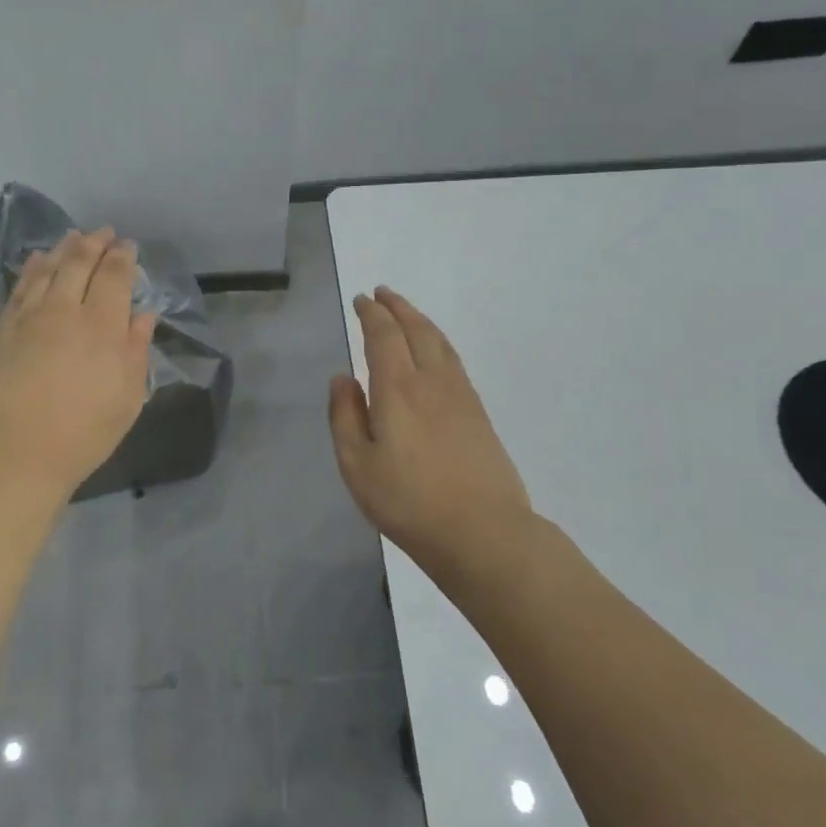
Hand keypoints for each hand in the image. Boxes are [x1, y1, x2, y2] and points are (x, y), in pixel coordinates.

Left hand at [0, 228, 155, 501]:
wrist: (12, 454)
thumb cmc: (82, 434)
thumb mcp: (126, 399)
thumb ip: (136, 351)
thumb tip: (143, 315)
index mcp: (102, 327)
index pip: (114, 276)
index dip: (123, 257)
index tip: (128, 246)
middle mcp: (64, 310)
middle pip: (79, 263)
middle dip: (94, 243)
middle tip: (103, 232)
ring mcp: (28, 317)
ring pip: (47, 268)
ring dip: (63, 248)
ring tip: (73, 236)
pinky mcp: (0, 330)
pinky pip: (20, 286)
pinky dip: (32, 268)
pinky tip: (37, 261)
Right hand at [327, 286, 535, 564]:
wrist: (483, 533)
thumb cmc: (409, 502)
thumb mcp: (357, 466)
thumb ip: (345, 417)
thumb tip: (342, 378)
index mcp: (397, 389)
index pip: (383, 336)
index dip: (371, 314)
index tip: (361, 300)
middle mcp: (431, 381)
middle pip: (416, 330)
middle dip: (397, 307)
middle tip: (382, 293)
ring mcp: (460, 396)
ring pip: (439, 342)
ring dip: (420, 320)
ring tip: (407, 313)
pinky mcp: (479, 414)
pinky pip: (454, 361)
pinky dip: (438, 342)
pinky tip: (435, 352)